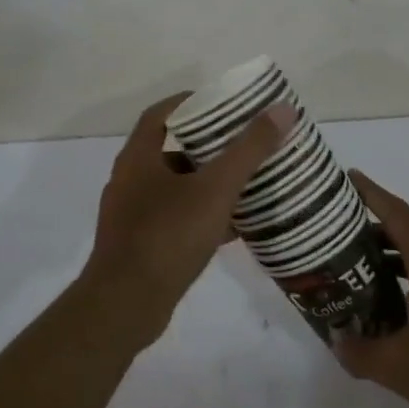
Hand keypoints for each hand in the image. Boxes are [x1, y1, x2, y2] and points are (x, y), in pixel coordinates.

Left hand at [85, 93, 294, 341]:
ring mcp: (133, 216)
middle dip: (209, 145)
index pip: (161, 113)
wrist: (126, 306)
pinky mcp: (141, 246)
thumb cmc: (168, 236)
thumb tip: (282, 109)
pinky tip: (235, 226)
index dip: (191, 102)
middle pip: (172, 149)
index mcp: (138, 158)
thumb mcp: (216, 188)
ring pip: (177, 188)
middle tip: (245, 142)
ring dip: (208, 182)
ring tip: (247, 182)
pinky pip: (177, 219)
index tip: (225, 103)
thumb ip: (250, 149)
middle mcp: (130, 181)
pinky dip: (203, 216)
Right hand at [334, 171, 408, 407]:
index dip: (372, 194)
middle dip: (373, 235)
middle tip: (338, 243)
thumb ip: (360, 352)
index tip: (350, 177)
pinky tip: (393, 317)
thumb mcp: (398, 365)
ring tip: (357, 280)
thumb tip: (337, 342)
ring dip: (391, 266)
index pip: (397, 215)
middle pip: (407, 238)